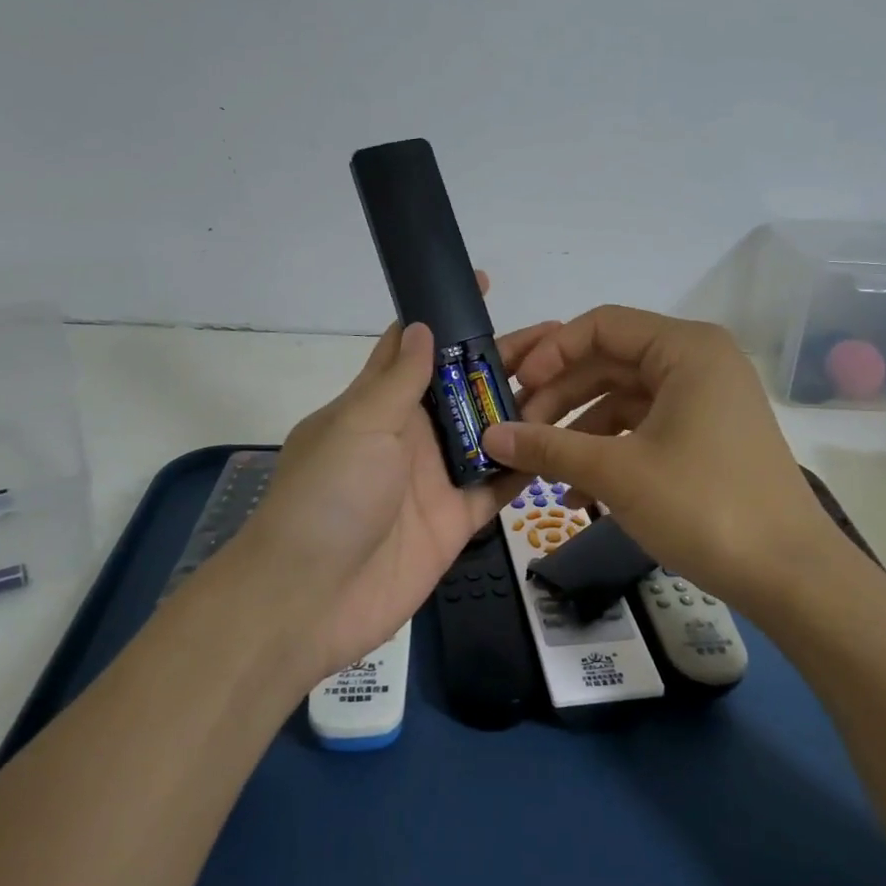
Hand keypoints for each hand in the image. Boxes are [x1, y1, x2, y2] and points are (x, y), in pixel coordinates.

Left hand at [225, 282, 557, 686]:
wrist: (311, 599)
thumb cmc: (328, 496)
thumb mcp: (358, 424)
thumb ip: (397, 379)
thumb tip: (421, 325)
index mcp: (377, 404)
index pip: (412, 346)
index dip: (445, 317)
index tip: (484, 286)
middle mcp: (410, 435)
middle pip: (463, 388)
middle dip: (503, 360)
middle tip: (559, 337)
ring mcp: (435, 478)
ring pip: (489, 432)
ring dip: (524, 407)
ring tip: (574, 379)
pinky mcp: (456, 520)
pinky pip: (499, 485)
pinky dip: (526, 465)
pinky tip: (564, 440)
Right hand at [480, 306, 861, 612]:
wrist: (791, 577)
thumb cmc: (704, 506)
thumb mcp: (618, 473)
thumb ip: (548, 447)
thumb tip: (490, 436)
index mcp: (685, 349)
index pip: (602, 326)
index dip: (551, 353)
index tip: (515, 390)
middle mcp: (698, 362)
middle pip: (610, 361)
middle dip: (559, 396)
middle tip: (516, 430)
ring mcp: (705, 400)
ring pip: (623, 398)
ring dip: (579, 431)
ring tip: (542, 468)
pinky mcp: (706, 436)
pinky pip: (644, 428)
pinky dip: (609, 451)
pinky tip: (578, 494)